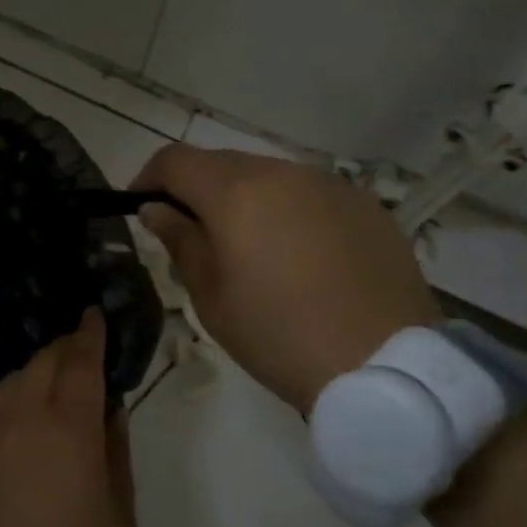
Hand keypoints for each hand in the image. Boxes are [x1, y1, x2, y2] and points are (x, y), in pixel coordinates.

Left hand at [0, 308, 135, 526]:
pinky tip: (19, 436)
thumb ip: (115, 451)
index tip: (93, 315)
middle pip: (41, 365)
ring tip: (49, 387)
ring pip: (10, 387)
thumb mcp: (120, 514)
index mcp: (69, 428)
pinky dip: (10, 413)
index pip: (81, 363)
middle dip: (62, 351)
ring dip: (33, 376)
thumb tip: (109, 409)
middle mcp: (22, 420)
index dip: (90, 334)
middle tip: (79, 353)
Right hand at [131, 144, 439, 411]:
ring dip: (244, 198)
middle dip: (196, 189)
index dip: (149, 177)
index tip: (141, 206)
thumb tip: (157, 209)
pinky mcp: (365, 205)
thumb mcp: (212, 296)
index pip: (175, 160)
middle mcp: (283, 173)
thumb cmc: (279, 335)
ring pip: (268, 175)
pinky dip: (288, 210)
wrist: (386, 366)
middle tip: (191, 232)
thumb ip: (180, 241)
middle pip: (222, 163)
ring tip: (248, 247)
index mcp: (236, 193)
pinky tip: (298, 254)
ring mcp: (330, 185)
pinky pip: (310, 194)